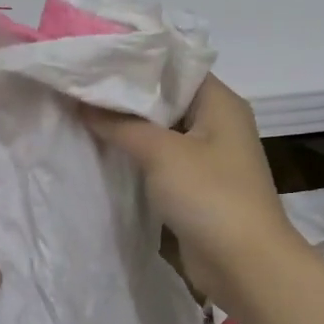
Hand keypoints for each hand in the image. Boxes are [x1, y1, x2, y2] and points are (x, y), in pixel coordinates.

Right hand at [83, 76, 304, 307]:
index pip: (174, 66)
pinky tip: (104, 152)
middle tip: (79, 85)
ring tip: (82, 113)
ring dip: (129, 129)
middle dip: (125, 96)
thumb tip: (82, 102)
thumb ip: (120, 124)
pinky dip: (138, 157)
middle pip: (166, 99)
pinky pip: (163, 162)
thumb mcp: (161, 153)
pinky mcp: (198, 188)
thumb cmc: (210, 195)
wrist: (244, 264)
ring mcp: (209, 157)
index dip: (135, 60)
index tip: (93, 59)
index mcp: (220, 102)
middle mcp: (217, 123)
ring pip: (162, 132)